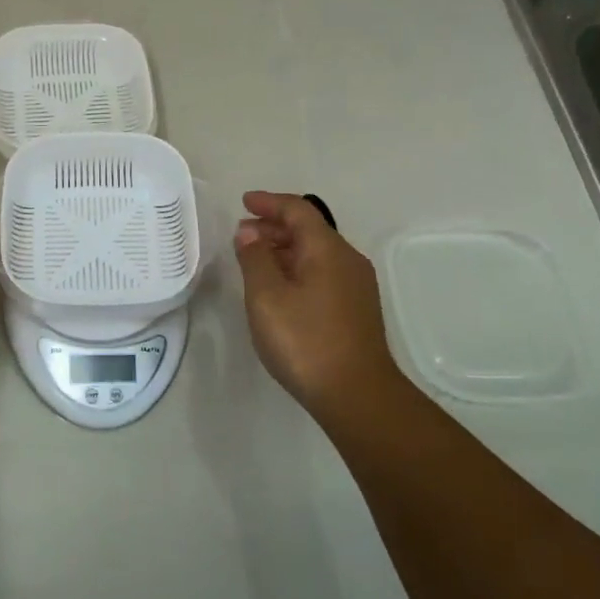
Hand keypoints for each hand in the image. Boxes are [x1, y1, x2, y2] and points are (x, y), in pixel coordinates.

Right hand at [233, 191, 396, 422]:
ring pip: (316, 253)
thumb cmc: (305, 341)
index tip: (244, 202)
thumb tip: (250, 232)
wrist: (357, 396)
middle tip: (243, 234)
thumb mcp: (266, 296)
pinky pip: (323, 272)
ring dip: (285, 249)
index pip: (298, 210)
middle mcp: (348, 260)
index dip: (270, 203)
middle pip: (310, 229)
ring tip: (255, 260)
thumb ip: (255, 258)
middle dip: (275, 226)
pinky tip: (280, 288)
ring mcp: (356, 286)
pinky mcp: (356, 310)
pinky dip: (297, 268)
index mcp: (327, 250)